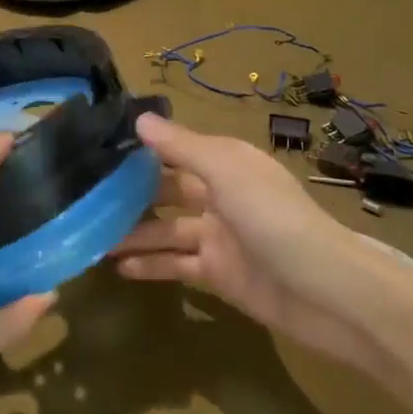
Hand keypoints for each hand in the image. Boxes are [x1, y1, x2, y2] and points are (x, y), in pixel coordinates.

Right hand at [113, 113, 391, 368]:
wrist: (330, 294)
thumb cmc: (276, 220)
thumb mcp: (228, 173)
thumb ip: (182, 148)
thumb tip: (138, 119)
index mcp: (224, 163)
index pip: (174, 149)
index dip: (140, 148)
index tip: (97, 147)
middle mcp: (218, 195)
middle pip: (166, 189)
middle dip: (129, 193)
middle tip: (82, 197)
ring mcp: (218, 236)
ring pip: (166, 229)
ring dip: (132, 232)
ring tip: (89, 236)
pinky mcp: (219, 275)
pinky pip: (177, 265)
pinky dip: (150, 265)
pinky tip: (118, 268)